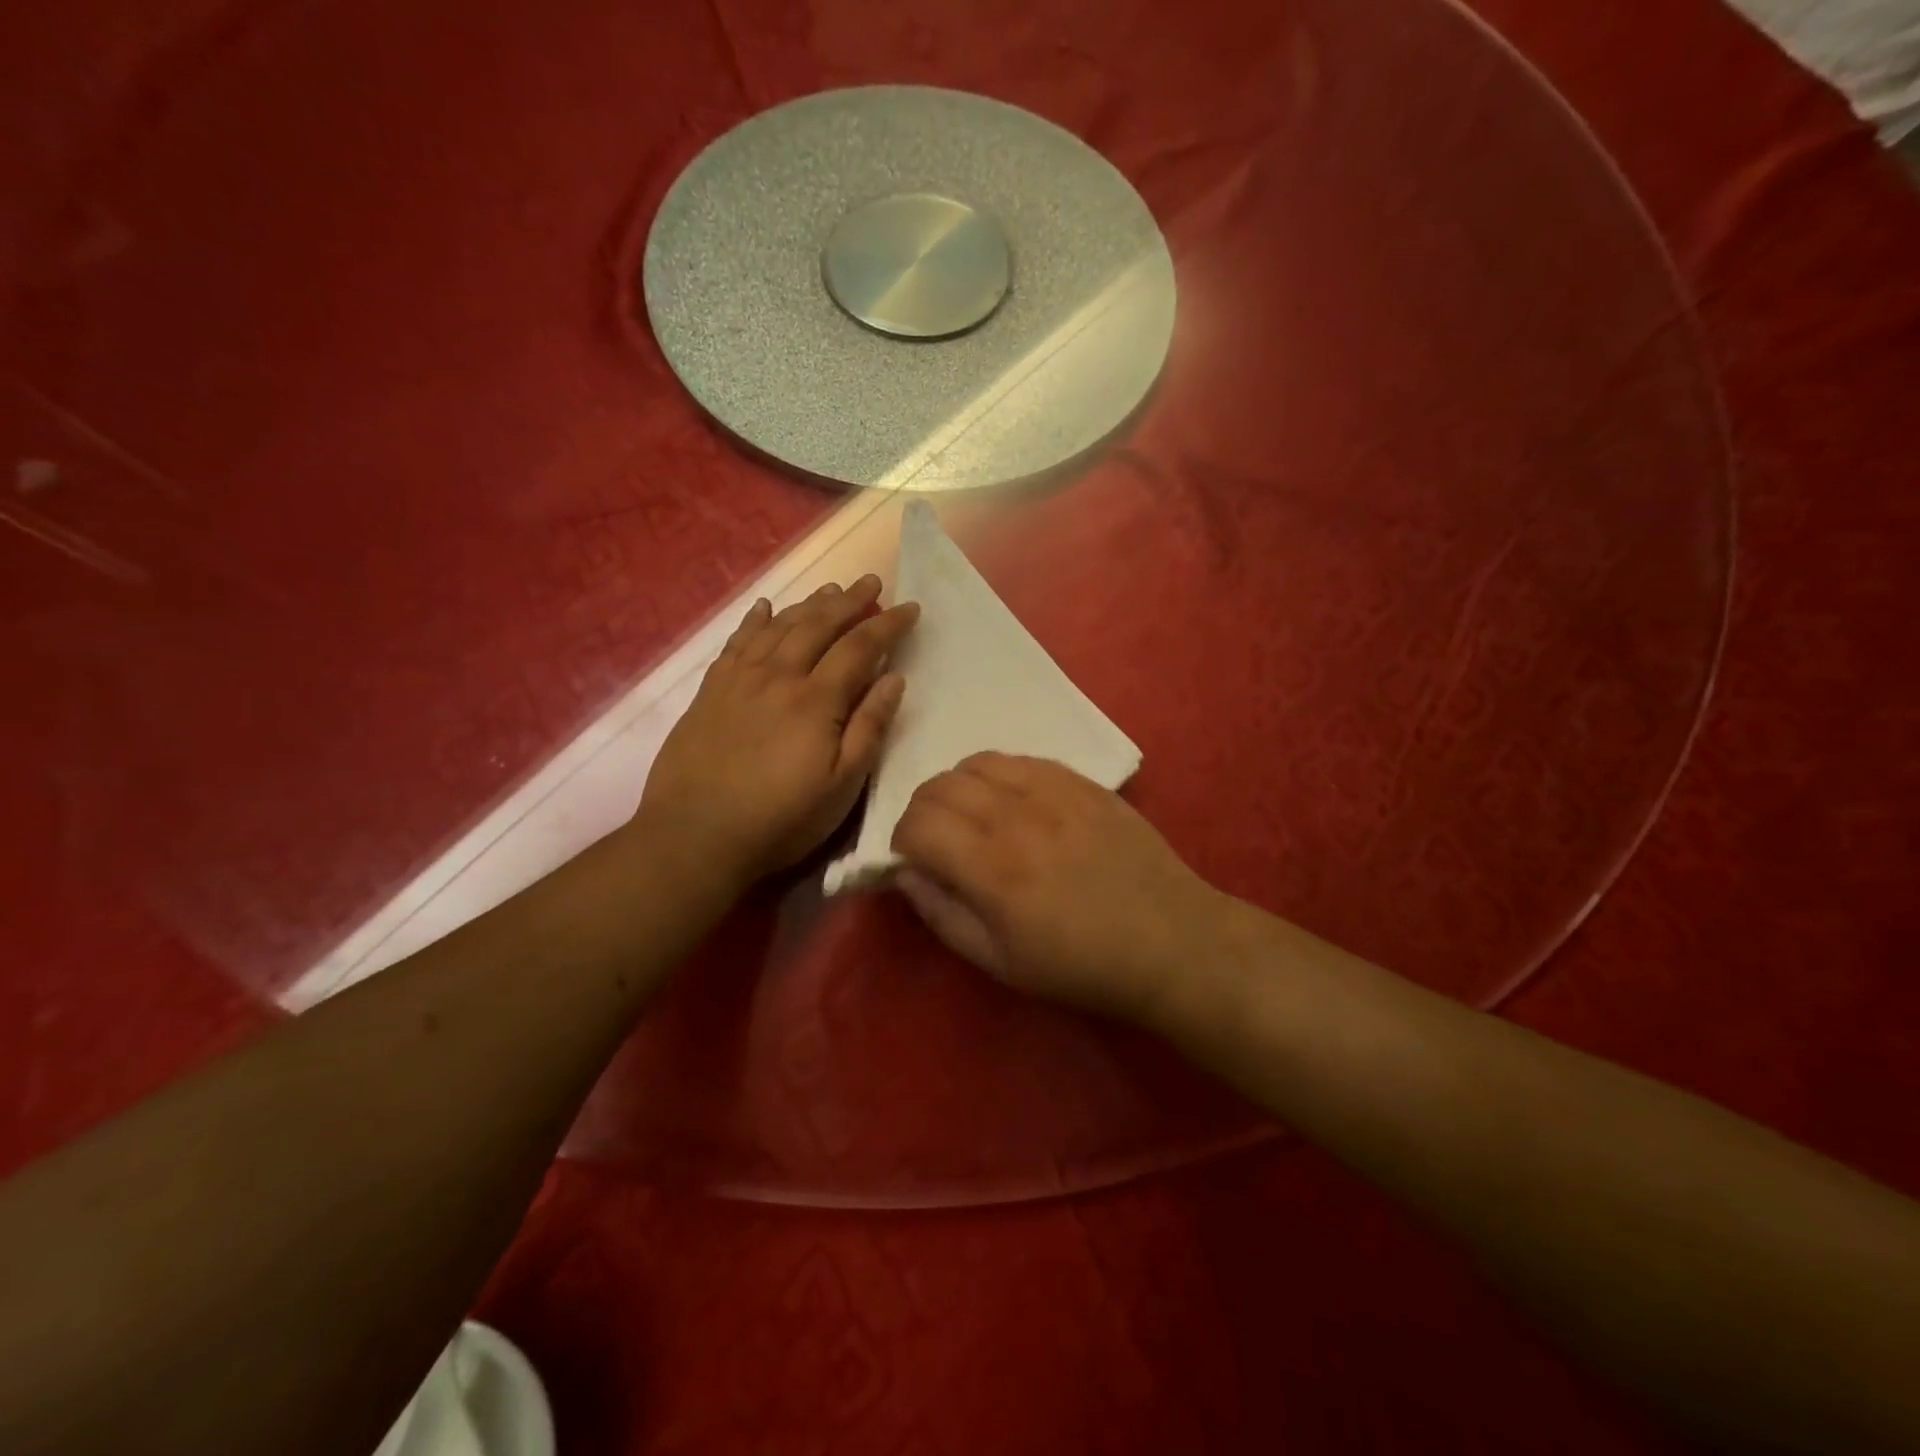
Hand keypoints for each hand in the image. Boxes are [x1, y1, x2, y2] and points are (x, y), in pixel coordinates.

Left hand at [638, 576, 918, 887]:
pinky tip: (766, 608)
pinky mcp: (710, 691)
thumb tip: (895, 678)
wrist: (695, 835)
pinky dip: (755, 620)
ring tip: (830, 589)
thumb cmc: (780, 819)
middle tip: (871, 583)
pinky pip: (737, 641)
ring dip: (808, 604)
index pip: (860, 647)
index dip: (887, 625)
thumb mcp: (841, 786)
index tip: (909, 608)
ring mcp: (740, 680)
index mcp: (816, 700)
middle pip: (818, 625)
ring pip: (780, 627)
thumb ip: (869, 728)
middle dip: (849, 601)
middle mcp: (779, 676)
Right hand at [890, 753, 1229, 1023]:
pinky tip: (1014, 803)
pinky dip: (999, 776)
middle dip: (922, 812)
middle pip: (939, 785)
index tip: (913, 861)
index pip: (917, 823)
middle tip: (938, 841)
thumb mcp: (1000, 962)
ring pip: (976, 762)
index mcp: (992, 868)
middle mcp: (1016, 816)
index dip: (900, 840)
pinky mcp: (1081, 781)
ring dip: (958, 788)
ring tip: (974, 818)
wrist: (1170, 940)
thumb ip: (942, 915)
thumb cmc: (1081, 965)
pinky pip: (1020, 758)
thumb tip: (906, 875)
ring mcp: (1053, 790)